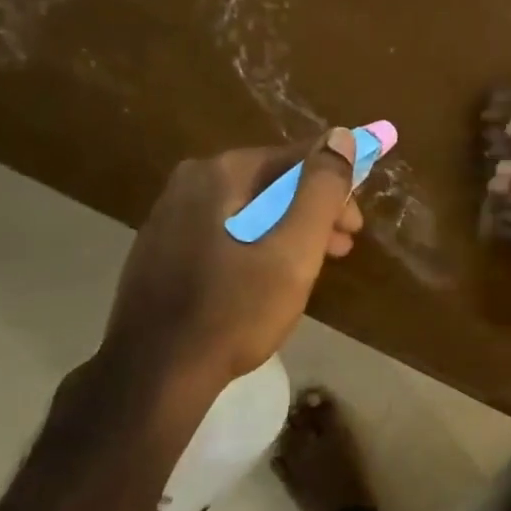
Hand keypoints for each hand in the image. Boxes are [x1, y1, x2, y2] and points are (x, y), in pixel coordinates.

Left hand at [101, 129, 362, 397]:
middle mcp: (190, 182)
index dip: (336, 185)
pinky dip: (256, 244)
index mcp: (221, 172)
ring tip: (314, 265)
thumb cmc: (235, 310)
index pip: (297, 158)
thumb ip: (321, 189)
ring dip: (288, 229)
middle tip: (342, 246)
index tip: (355, 225)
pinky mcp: (161, 249)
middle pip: (271, 183)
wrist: (154, 375)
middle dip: (313, 210)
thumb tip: (341, 136)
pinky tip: (268, 276)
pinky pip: (224, 232)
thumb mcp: (294, 250)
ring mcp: (169, 216)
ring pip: (248, 209)